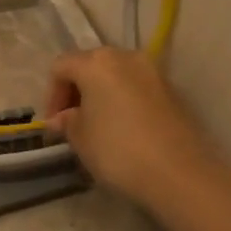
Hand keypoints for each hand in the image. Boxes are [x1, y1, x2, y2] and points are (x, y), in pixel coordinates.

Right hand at [45, 48, 220, 204]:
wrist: (179, 173)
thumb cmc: (117, 150)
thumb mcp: (80, 138)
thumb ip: (67, 122)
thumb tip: (62, 118)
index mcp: (97, 63)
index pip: (61, 67)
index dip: (51, 95)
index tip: (54, 123)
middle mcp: (126, 57)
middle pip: (91, 65)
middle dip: (77, 91)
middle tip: (72, 121)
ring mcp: (154, 72)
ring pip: (116, 76)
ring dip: (101, 96)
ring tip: (97, 126)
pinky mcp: (173, 91)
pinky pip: (137, 89)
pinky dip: (124, 102)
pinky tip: (123, 129)